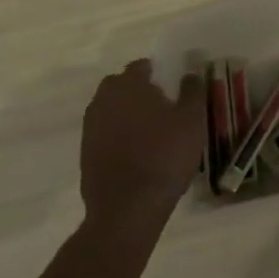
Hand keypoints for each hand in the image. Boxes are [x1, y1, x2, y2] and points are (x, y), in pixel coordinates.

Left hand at [78, 59, 204, 232]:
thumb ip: (193, 90)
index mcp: (129, 85)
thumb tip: (190, 73)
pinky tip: (135, 151)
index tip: (170, 85)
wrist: (127, 210)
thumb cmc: (165, 156)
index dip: (156, 73)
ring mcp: (91, 129)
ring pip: (110, 110)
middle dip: (136, 90)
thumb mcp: (192, 120)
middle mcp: (104, 101)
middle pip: (120, 86)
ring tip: (148, 130)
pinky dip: (117, 136)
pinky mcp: (85, 155)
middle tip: (160, 105)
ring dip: (125, 113)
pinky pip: (104, 134)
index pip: (140, 67)